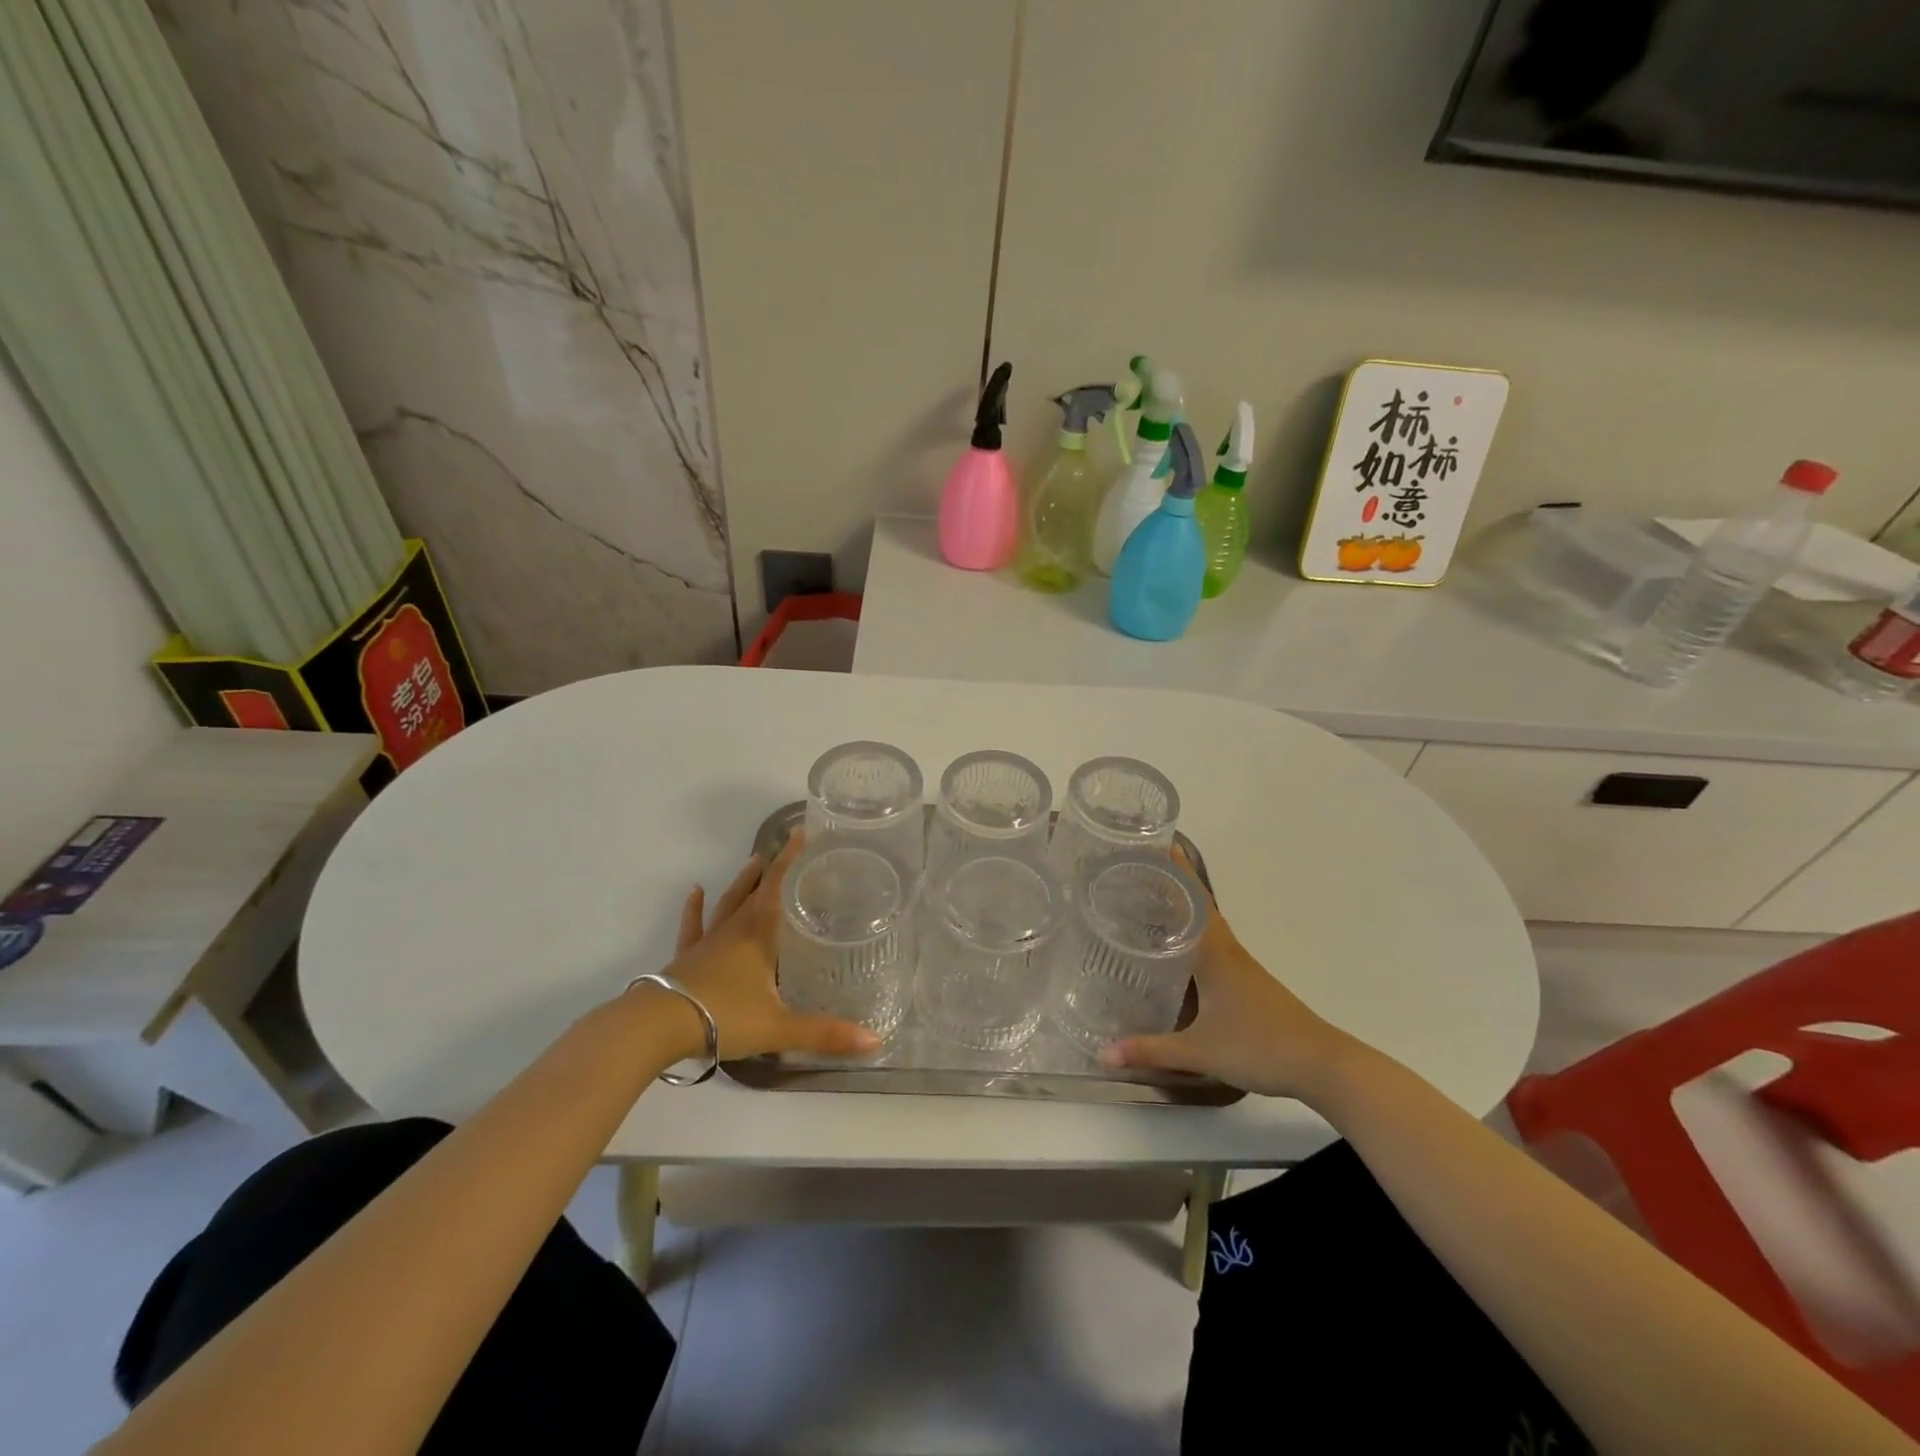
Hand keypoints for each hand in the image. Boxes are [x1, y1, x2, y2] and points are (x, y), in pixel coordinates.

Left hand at [648, 834, 880, 1061]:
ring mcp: (706, 944)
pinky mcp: (684, 959)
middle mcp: (734, 932)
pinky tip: (695, 892)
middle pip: (755, 893)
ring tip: (752, 860)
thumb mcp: (778, 1027)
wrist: (657, 1027)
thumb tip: (875, 1042)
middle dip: (771, 870)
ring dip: (741, 883)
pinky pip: (692, 927)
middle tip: (784, 849)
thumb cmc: (722, 1017)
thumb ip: (824, 1034)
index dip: (790, 861)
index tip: (800, 833)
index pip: (777, 889)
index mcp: (758, 937)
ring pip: (727, 904)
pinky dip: (694, 909)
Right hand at [1098, 847, 1352, 1099]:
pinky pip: (1212, 946)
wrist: (1321, 1065)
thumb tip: (1103, 1054)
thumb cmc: (1259, 1047)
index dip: (1174, 869)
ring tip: (1146, 901)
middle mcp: (1227, 950)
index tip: (1151, 843)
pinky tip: (1175, 952)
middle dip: (1170, 883)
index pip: (1191, 898)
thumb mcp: (1200, 1051)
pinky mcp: (1246, 983)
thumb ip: (1151, 1050)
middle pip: (1197, 905)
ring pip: (1205, 926)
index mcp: (1215, 953)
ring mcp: (1240, 966)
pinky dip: (1191, 936)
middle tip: (1134, 868)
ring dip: (1181, 909)